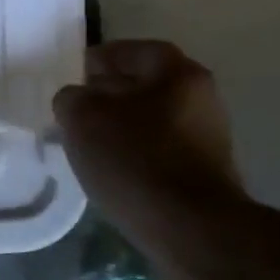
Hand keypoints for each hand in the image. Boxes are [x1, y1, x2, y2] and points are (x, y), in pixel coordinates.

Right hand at [53, 40, 248, 257]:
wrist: (188, 228)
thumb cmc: (134, 160)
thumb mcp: (83, 119)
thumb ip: (72, 98)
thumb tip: (76, 99)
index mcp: (179, 74)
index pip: (136, 51)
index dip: (102, 57)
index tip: (75, 71)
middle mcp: (202, 99)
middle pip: (148, 85)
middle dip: (110, 93)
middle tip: (76, 107)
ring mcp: (207, 139)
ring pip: (152, 120)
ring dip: (121, 125)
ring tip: (87, 141)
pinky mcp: (203, 174)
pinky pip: (159, 151)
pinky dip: (134, 153)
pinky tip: (111, 169)